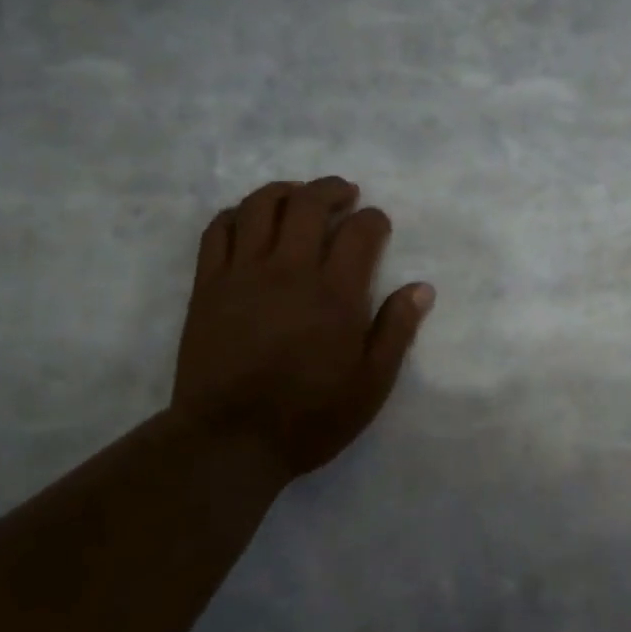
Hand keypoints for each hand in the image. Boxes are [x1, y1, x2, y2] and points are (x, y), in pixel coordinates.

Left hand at [171, 177, 434, 480]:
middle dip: (332, 190)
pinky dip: (238, 213)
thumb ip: (396, 331)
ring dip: (285, 190)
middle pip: (309, 204)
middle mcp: (289, 270)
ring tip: (299, 196)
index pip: (360, 232)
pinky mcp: (208, 285)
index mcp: (335, 294)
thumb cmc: (310, 417)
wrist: (230, 441)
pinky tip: (250, 218)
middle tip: (345, 194)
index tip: (379, 223)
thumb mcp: (371, 384)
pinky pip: (218, 230)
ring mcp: (242, 274)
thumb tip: (422, 288)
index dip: (375, 219)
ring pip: (261, 206)